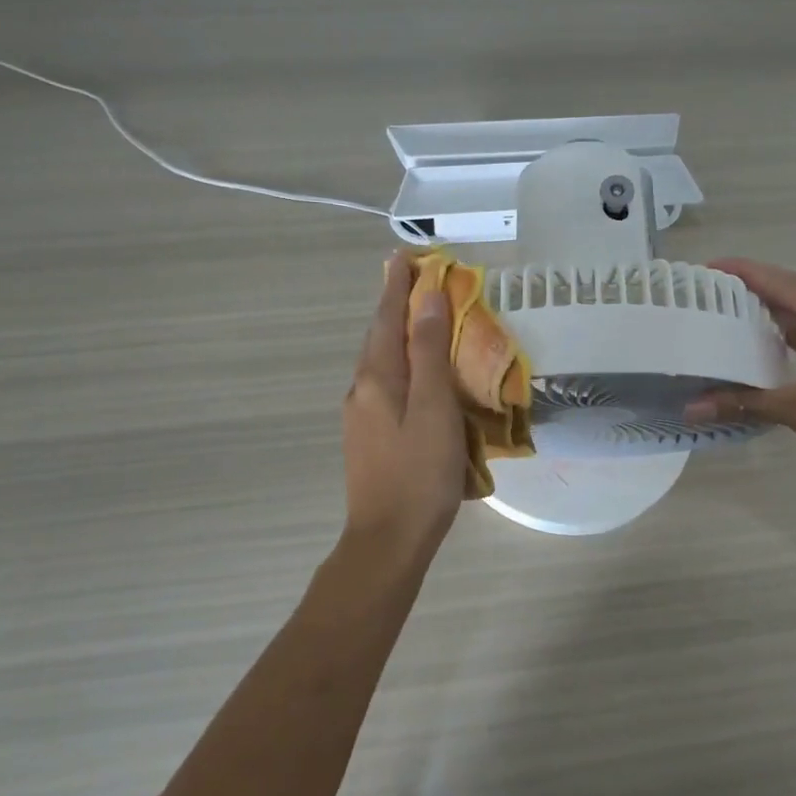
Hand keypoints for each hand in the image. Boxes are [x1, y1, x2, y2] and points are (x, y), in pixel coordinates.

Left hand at [340, 253, 468, 567]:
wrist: (388, 540)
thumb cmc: (419, 474)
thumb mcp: (434, 409)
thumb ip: (429, 353)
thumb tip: (426, 298)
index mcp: (376, 378)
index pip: (386, 318)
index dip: (397, 286)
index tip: (406, 255)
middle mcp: (361, 389)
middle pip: (379, 336)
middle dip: (396, 305)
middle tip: (417, 278)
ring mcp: (361, 415)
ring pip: (381, 360)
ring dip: (398, 333)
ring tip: (420, 316)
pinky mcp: (369, 436)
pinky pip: (386, 383)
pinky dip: (401, 363)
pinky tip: (416, 372)